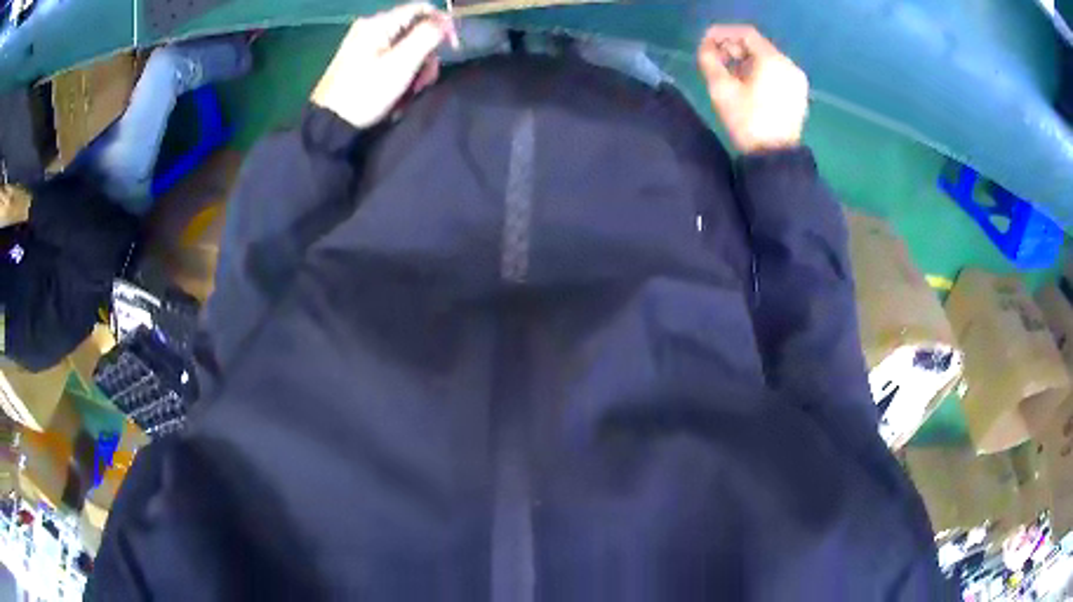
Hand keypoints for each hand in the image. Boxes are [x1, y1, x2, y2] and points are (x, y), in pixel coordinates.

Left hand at [312, 3, 458, 128]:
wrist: (330, 124)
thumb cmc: (366, 92)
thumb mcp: (402, 63)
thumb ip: (427, 36)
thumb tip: (445, 22)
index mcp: (379, 23)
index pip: (422, 8)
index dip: (442, 24)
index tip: (451, 48)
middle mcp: (371, 27)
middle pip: (414, 28)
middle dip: (427, 53)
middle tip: (425, 79)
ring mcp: (364, 43)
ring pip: (405, 45)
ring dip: (416, 66)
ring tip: (411, 90)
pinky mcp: (360, 60)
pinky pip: (391, 57)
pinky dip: (401, 72)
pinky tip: (399, 90)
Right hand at [697, 25, 808, 153]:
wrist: (775, 156)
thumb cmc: (747, 121)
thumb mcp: (721, 89)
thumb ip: (709, 61)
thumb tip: (706, 48)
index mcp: (773, 60)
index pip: (746, 34)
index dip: (723, 33)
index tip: (706, 42)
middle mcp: (789, 65)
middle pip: (758, 45)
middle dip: (734, 47)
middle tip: (716, 58)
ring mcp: (796, 80)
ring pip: (768, 59)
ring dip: (746, 60)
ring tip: (729, 72)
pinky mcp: (798, 93)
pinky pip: (776, 72)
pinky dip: (760, 71)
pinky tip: (747, 84)